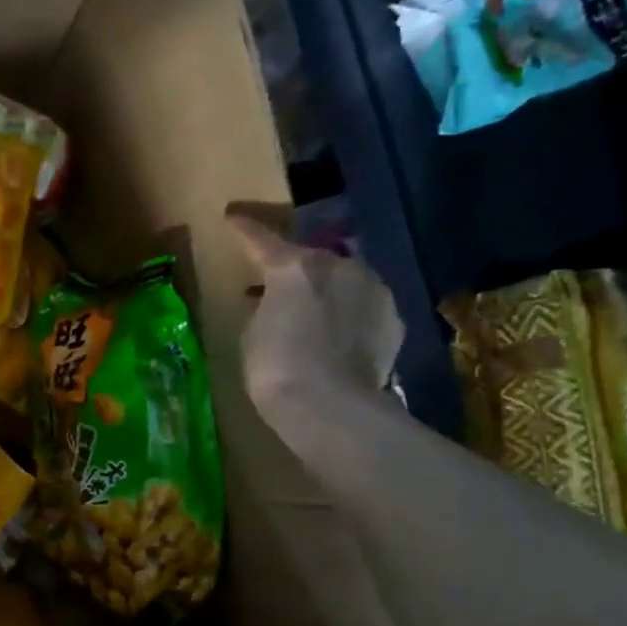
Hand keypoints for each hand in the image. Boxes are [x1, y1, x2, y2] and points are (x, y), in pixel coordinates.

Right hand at [227, 214, 404, 405]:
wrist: (333, 407)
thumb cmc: (276, 369)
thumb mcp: (254, 334)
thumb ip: (266, 308)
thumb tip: (278, 305)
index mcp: (294, 267)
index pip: (262, 239)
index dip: (245, 229)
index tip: (232, 217)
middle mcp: (339, 266)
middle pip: (311, 259)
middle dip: (294, 268)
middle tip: (276, 285)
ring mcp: (373, 290)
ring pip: (343, 279)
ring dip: (325, 290)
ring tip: (310, 312)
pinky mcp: (394, 318)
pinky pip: (363, 306)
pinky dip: (348, 315)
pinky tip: (338, 336)